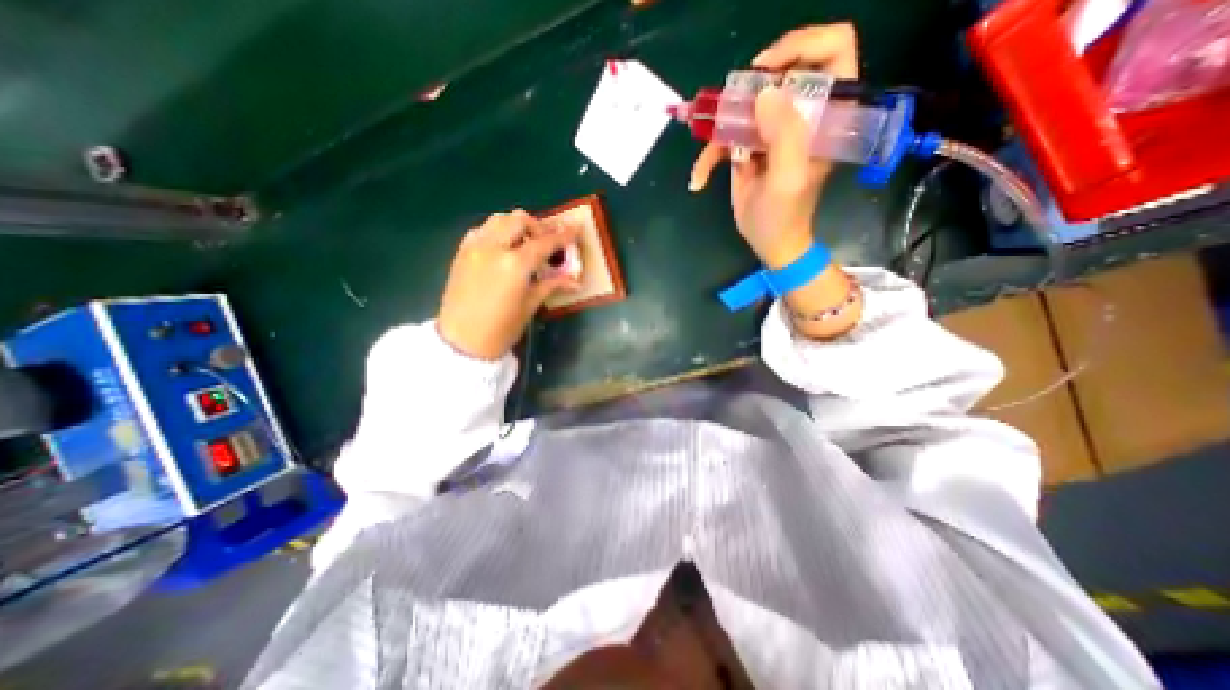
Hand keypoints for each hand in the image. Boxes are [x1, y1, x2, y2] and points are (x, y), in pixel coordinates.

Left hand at [436, 211, 583, 359]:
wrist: (461, 342)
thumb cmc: (501, 329)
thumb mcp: (530, 306)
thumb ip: (551, 285)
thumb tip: (575, 280)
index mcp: (515, 264)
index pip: (544, 242)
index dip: (562, 235)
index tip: (575, 228)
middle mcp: (494, 247)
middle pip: (520, 220)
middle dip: (538, 227)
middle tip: (548, 242)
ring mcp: (475, 247)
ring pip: (499, 219)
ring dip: (517, 225)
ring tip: (526, 242)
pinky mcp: (461, 252)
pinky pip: (482, 230)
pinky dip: (497, 231)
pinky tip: (503, 247)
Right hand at [682, 21, 862, 269]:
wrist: (769, 242)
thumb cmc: (785, 214)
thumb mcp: (788, 178)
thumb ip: (785, 134)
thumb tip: (766, 92)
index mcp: (826, 114)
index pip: (832, 50)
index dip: (802, 46)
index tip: (767, 70)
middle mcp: (801, 115)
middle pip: (779, 73)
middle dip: (748, 90)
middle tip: (729, 110)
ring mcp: (771, 131)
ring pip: (743, 107)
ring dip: (718, 127)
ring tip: (705, 150)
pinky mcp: (748, 148)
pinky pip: (724, 139)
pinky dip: (707, 159)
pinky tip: (699, 179)